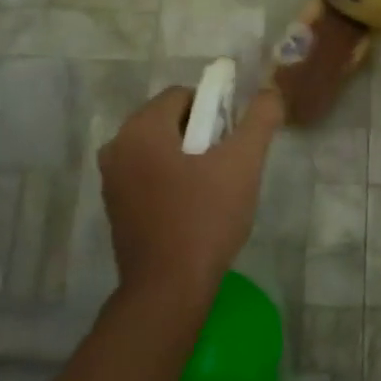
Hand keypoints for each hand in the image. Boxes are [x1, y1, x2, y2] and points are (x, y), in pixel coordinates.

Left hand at [98, 85, 283, 303]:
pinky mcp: (114, 207)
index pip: (183, 95)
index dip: (214, 109)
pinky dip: (169, 179)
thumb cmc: (205, 218)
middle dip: (201, 133)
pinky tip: (192, 207)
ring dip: (186, 157)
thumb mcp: (243, 163)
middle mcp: (117, 146)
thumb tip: (270, 91)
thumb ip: (260, 119)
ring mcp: (111, 179)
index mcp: (141, 128)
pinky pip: (146, 174)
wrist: (168, 289)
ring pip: (158, 148)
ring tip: (213, 187)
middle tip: (228, 164)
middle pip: (168, 120)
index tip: (233, 139)